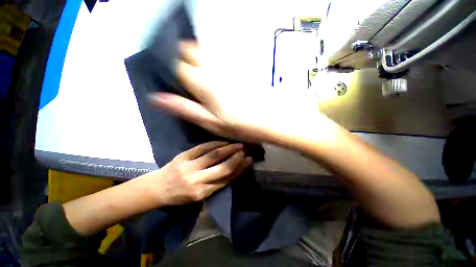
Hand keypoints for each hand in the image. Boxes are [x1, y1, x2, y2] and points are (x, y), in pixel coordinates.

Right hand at [148, 42, 322, 143]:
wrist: (268, 119)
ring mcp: (228, 66)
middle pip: (190, 49)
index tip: (169, 75)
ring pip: (205, 49)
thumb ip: (184, 108)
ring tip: (196, 71)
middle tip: (182, 73)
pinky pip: (220, 55)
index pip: (177, 64)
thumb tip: (156, 98)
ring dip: (196, 55)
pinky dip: (211, 58)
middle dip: (181, 55)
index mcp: (203, 83)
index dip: (169, 67)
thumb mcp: (209, 122)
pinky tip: (214, 71)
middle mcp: (214, 69)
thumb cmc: (238, 124)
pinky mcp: (239, 68)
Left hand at [152, 141, 252, 205]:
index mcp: (202, 193)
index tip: (248, 160)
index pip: (226, 179)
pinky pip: (203, 147)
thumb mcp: (200, 195)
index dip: (240, 169)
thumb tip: (235, 170)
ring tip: (237, 145)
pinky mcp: (183, 156)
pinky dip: (215, 143)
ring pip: (214, 155)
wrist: (157, 188)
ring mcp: (189, 167)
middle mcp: (197, 181)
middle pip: (222, 168)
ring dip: (228, 149)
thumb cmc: (181, 195)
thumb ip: (217, 183)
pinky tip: (224, 142)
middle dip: (236, 158)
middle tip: (244, 151)